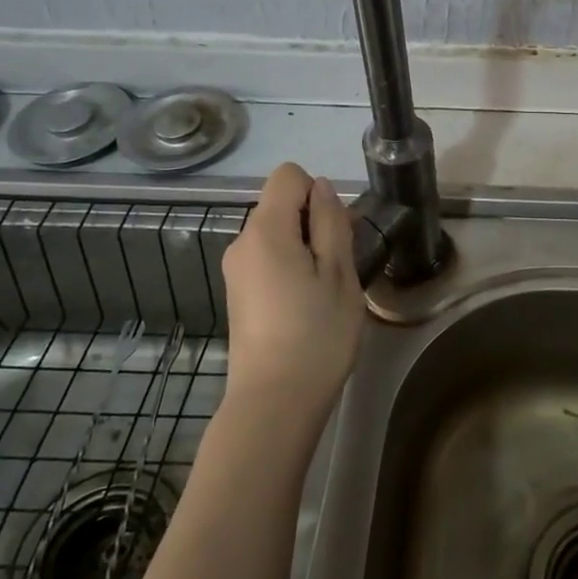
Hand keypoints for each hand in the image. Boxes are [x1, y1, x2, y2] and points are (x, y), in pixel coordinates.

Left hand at [220, 164, 364, 422]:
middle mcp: (242, 243)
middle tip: (341, 265)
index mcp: (265, 230)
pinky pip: (267, 259)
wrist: (274, 402)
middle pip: (281, 205)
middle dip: (314, 221)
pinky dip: (290, 267)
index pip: (288, 176)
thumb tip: (321, 189)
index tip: (336, 232)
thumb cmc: (316, 335)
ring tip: (326, 290)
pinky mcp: (238, 295)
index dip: (317, 192)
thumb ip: (331, 223)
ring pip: (276, 234)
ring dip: (305, 247)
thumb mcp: (339, 274)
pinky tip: (306, 304)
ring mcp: (236, 271)